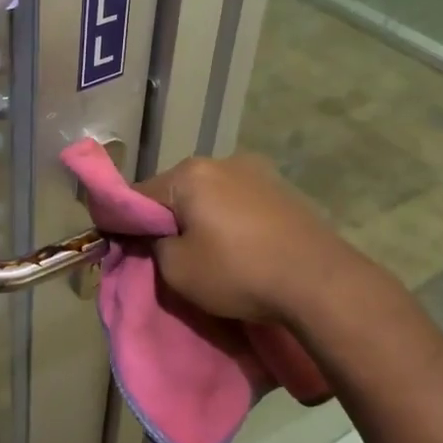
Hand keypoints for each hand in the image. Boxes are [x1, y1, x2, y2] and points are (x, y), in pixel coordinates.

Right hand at [136, 154, 402, 325]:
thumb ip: (153, 247)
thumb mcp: (177, 270)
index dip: (125, 221)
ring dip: (202, 217)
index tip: (122, 245)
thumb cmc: (238, 272)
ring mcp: (257, 171)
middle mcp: (222, 161)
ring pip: (210, 194)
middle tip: (168, 254)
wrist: (320, 282)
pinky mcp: (283, 189)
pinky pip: (239, 201)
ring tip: (209, 252)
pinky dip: (230, 219)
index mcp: (189, 174)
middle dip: (168, 218)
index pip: (139, 194)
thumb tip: (156, 237)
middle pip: (177, 190)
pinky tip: (239, 246)